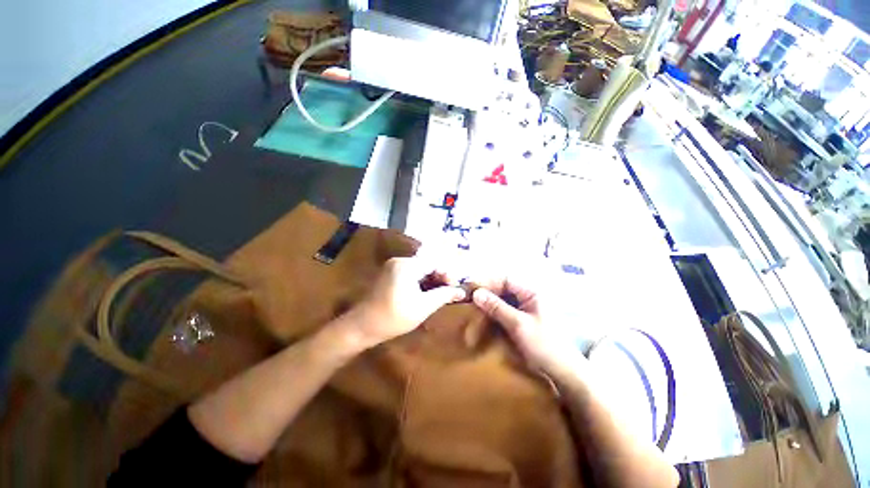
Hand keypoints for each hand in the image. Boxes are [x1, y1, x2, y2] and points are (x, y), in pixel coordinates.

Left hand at [340, 257, 465, 350]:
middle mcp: (399, 261)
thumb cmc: (394, 317)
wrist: (362, 327)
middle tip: (449, 292)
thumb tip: (462, 291)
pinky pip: (410, 273)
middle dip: (440, 277)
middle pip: (427, 264)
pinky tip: (426, 293)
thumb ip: (443, 296)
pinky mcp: (389, 274)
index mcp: (407, 266)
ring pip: (419, 269)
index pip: (434, 262)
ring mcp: (392, 266)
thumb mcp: (423, 307)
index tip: (455, 288)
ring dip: (431, 280)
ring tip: (440, 294)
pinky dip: (420, 282)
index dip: (447, 274)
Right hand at [471, 279, 585, 380]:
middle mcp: (528, 296)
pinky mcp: (522, 318)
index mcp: (532, 292)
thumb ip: (497, 307)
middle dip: (486, 290)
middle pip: (503, 287)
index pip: (505, 279)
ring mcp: (525, 307)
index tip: (471, 287)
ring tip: (472, 304)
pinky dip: (493, 310)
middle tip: (468, 296)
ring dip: (488, 301)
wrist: (563, 371)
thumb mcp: (518, 325)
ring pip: (502, 298)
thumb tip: (476, 293)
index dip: (487, 281)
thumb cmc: (544, 345)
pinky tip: (483, 314)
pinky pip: (504, 308)